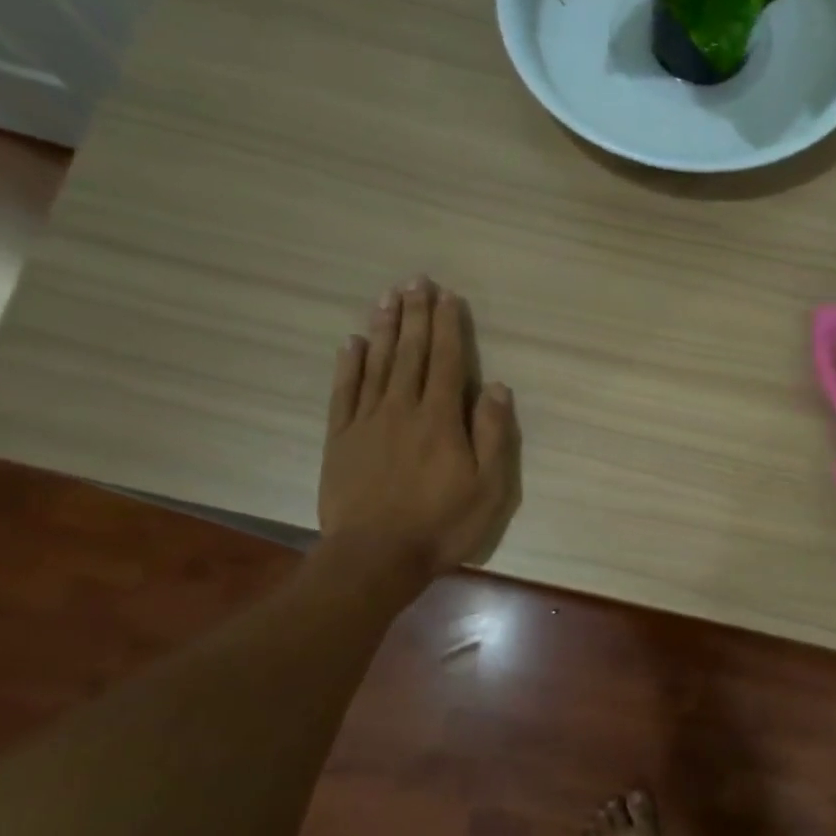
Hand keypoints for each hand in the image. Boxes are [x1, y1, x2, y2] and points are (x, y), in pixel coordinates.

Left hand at [316, 276, 519, 585]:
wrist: (376, 555)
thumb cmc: (441, 524)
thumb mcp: (488, 488)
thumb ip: (493, 434)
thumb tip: (495, 386)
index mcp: (441, 418)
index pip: (446, 361)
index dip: (448, 326)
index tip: (448, 296)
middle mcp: (403, 408)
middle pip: (410, 352)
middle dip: (415, 314)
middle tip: (415, 280)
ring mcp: (367, 421)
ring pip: (377, 363)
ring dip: (384, 328)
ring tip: (387, 297)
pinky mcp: (340, 438)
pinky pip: (344, 391)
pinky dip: (348, 365)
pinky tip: (351, 343)